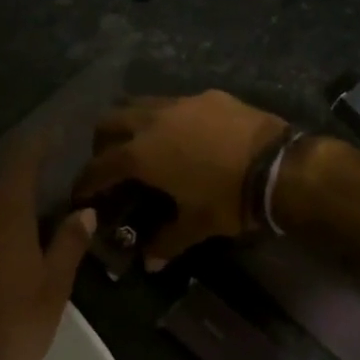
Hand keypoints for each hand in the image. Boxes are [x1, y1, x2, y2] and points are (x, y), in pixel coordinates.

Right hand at [72, 91, 288, 265]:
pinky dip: (168, 117)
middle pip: (110, 121)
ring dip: (132, 122)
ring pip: (140, 103)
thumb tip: (149, 262)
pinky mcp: (208, 96)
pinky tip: (185, 134)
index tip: (80, 193)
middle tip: (110, 162)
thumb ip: (167, 241)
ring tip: (143, 142)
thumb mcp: (197, 225)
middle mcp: (152, 121)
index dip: (86, 181)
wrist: (279, 166)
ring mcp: (181, 103)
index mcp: (141, 154)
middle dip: (102, 142)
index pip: (99, 166)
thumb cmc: (229, 199)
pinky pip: (176, 102)